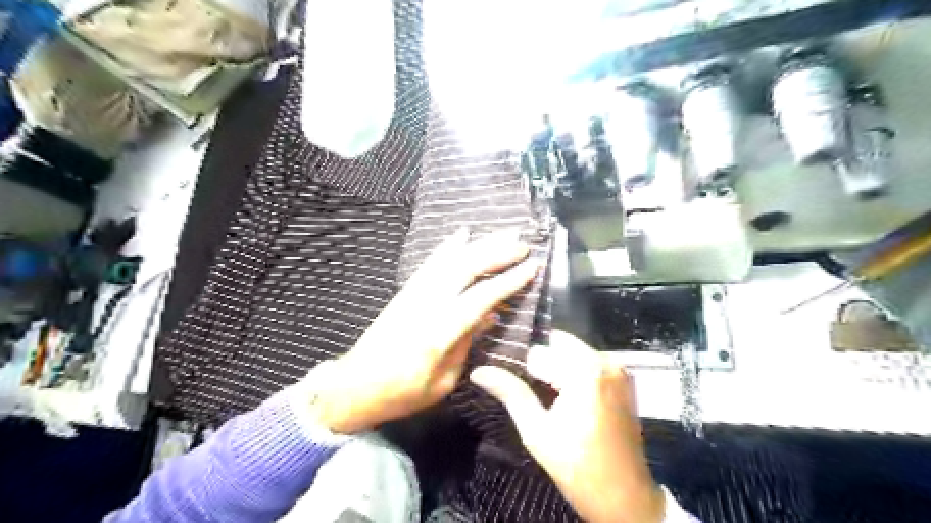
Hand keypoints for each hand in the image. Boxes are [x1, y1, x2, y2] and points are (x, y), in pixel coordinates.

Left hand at [308, 228, 534, 433]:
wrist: (355, 385)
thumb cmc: (403, 393)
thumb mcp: (443, 381)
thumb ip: (466, 344)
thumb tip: (489, 316)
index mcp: (440, 332)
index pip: (481, 297)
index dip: (509, 280)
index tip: (531, 266)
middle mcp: (427, 304)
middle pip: (465, 269)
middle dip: (496, 253)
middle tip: (522, 244)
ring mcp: (414, 294)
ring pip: (449, 260)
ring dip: (478, 245)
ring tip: (502, 234)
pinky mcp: (405, 292)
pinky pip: (430, 263)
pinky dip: (448, 247)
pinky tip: (461, 235)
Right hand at [474, 332, 660, 522]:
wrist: (625, 498)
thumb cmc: (578, 466)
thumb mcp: (537, 431)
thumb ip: (510, 393)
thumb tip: (478, 370)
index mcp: (585, 370)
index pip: (539, 351)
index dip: (524, 369)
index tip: (519, 388)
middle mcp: (605, 360)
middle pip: (558, 344)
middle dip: (542, 364)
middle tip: (532, 393)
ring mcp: (618, 369)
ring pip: (573, 351)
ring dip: (558, 368)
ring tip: (548, 398)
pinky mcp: (623, 380)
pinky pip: (589, 362)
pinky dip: (574, 373)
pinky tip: (567, 399)